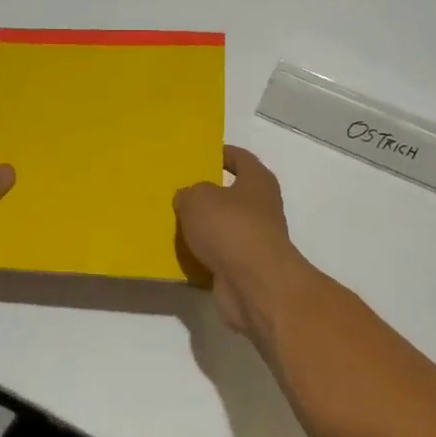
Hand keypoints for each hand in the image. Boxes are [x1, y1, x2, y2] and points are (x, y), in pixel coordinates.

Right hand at [174, 146, 312, 337]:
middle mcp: (262, 207)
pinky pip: (219, 255)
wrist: (253, 283)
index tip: (200, 155)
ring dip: (204, 227)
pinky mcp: (245, 268)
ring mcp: (255, 240)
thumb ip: (190, 193)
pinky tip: (180, 253)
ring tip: (173, 223)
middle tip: (178, 191)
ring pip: (224, 227)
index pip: (240, 158)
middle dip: (207, 194)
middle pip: (232, 194)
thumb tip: (188, 198)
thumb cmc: (230, 227)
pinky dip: (203, 255)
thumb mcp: (198, 198)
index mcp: (258, 181)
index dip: (222, 153)